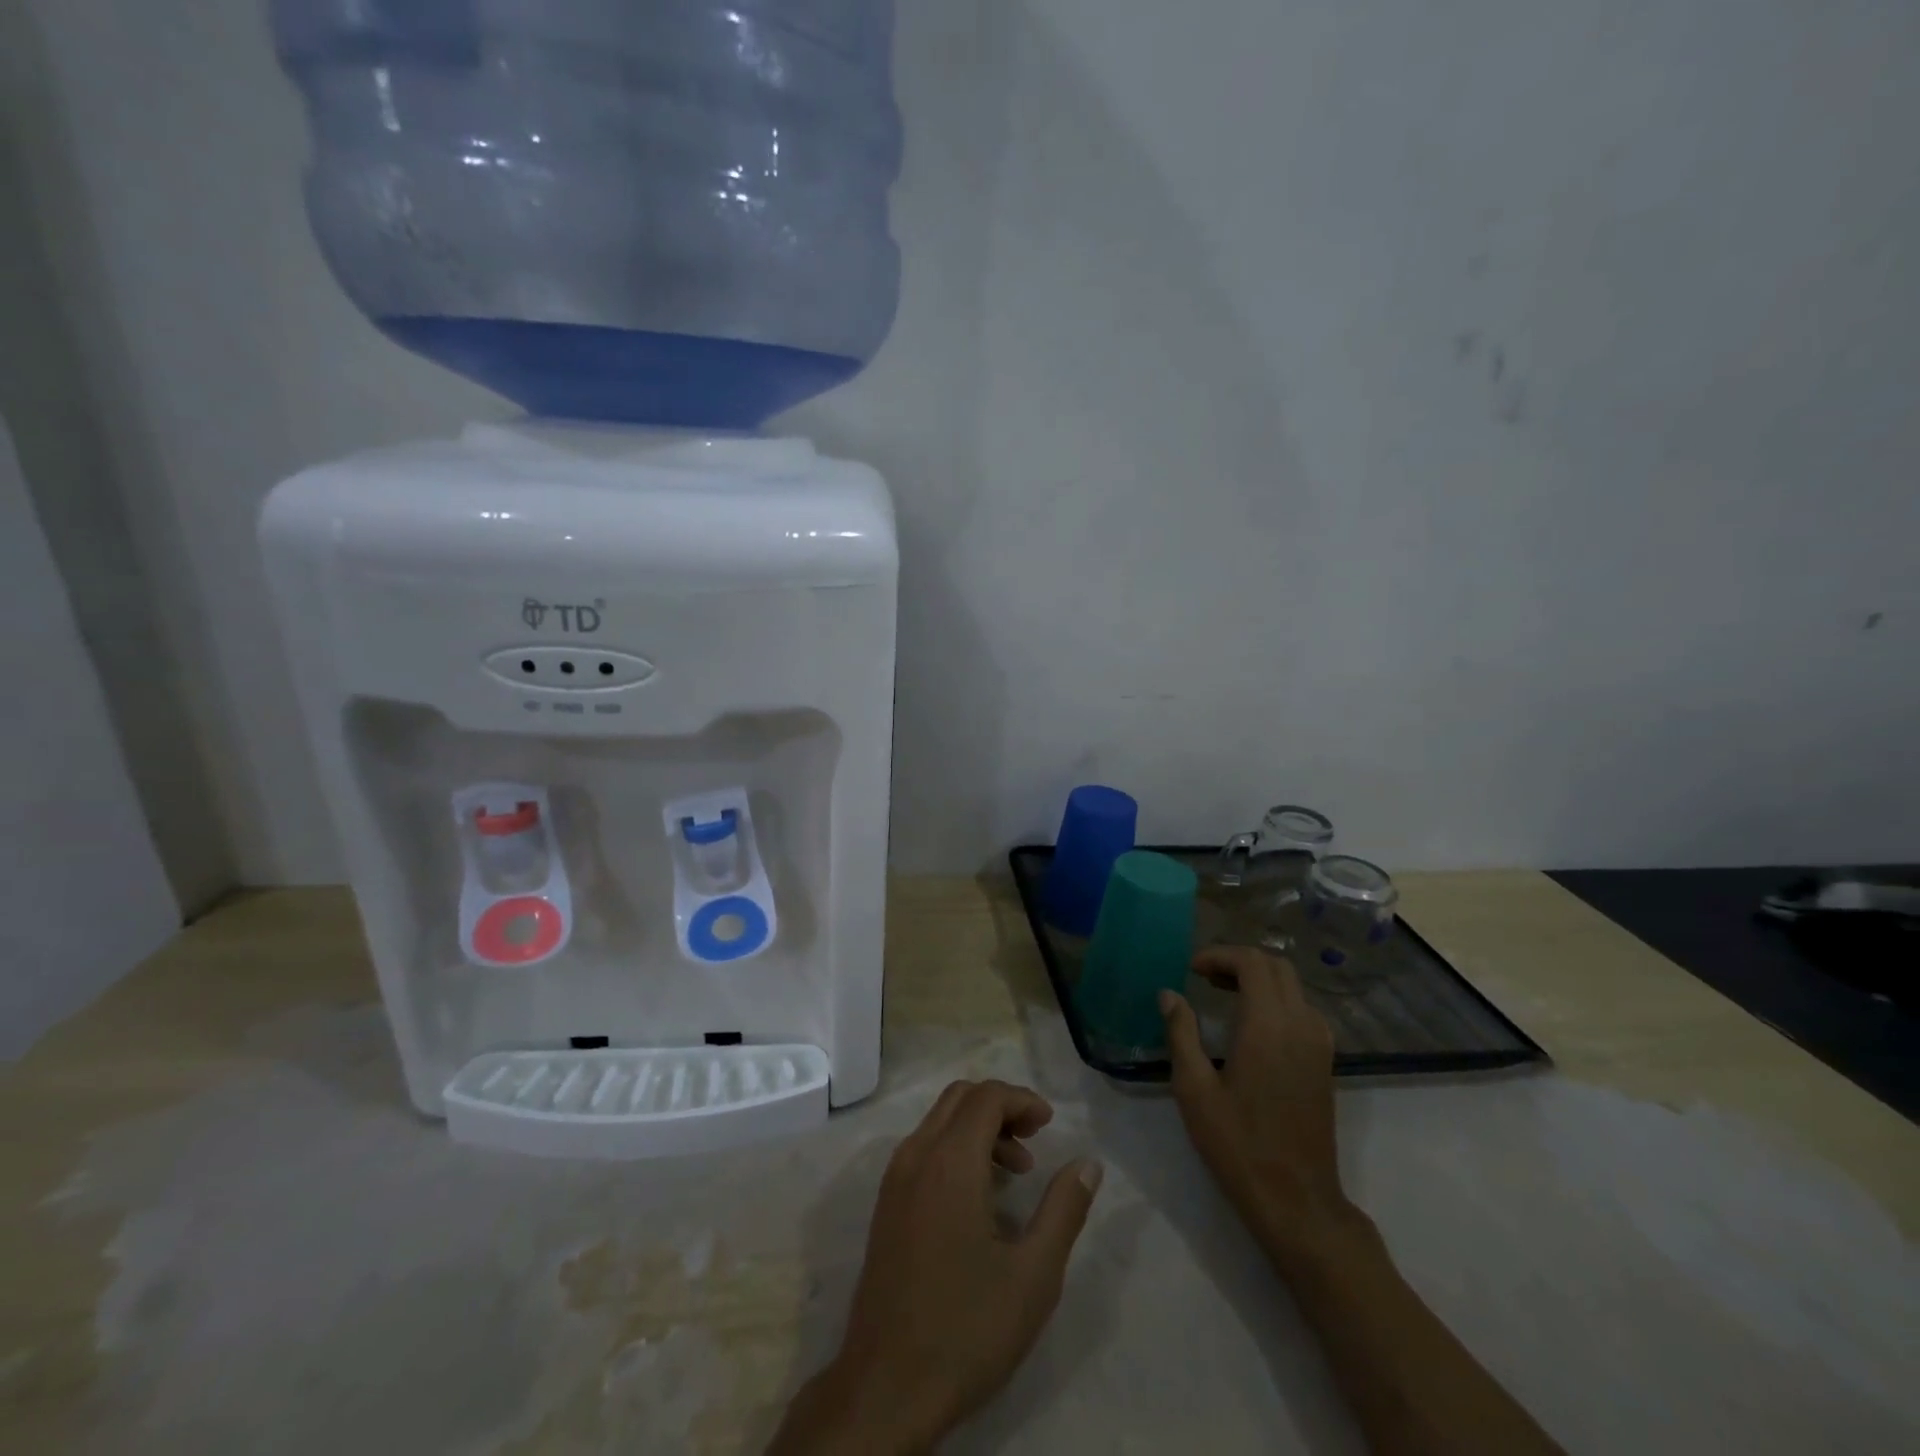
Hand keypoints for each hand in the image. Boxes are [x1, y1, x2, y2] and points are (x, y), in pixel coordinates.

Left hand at [770, 1080, 1102, 1454]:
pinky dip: (955, 1148)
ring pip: (939, 1121)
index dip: (1022, 1099)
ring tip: (1015, 1173)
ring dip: (978, 1128)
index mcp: (949, 1161)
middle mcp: (916, 1155)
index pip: (986, 1096)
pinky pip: (923, 1149)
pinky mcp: (886, 1205)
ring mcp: (894, 1179)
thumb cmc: (966, 1329)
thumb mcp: (1034, 1275)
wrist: (886, 1387)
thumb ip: (1064, 1210)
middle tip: (1035, 1139)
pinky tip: (980, 1197)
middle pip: (960, 1098)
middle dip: (1000, 1106)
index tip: (1050, 1125)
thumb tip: (1088, 1164)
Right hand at [1160, 947, 1357, 1261]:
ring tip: (1222, 994)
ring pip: (1293, 986)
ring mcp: (1319, 1044)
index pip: (1252, 962)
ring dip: (1259, 978)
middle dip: (1239, 961)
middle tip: (1204, 977)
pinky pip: (1303, 1009)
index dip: (1220, 956)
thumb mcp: (1194, 1089)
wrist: (1297, 1201)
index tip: (1191, 969)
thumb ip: (1181, 1034)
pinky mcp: (1325, 1062)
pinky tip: (1251, 1023)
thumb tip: (1169, 994)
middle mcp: (1300, 1025)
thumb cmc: (1238, 1144)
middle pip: (1276, 966)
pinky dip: (1277, 999)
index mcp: (1268, 1026)